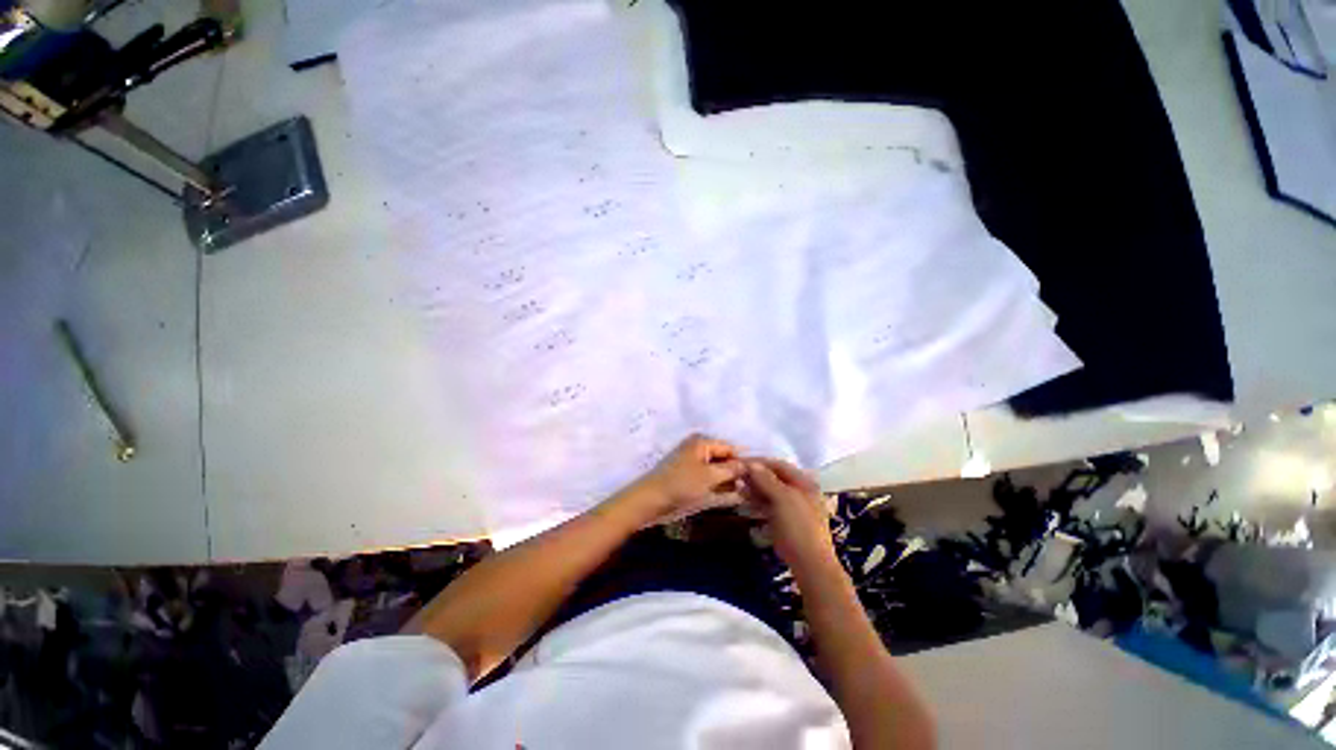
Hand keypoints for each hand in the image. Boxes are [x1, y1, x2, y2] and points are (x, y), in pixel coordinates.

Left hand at [626, 434, 746, 523]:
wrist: (650, 500)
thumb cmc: (681, 485)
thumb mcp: (710, 477)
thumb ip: (732, 470)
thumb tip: (751, 464)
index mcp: (702, 442)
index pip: (730, 448)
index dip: (744, 461)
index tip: (759, 477)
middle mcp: (698, 447)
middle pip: (724, 458)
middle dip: (736, 472)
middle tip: (753, 487)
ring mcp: (692, 461)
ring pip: (717, 469)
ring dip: (728, 480)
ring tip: (744, 493)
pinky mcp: (688, 475)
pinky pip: (708, 477)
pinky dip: (717, 484)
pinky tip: (728, 495)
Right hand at [743, 458, 836, 570]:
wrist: (810, 564)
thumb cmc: (798, 526)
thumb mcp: (782, 499)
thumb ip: (766, 480)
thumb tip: (751, 464)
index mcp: (804, 483)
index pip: (779, 465)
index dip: (760, 462)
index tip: (741, 462)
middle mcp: (799, 492)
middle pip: (774, 478)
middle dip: (755, 475)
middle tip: (736, 475)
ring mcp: (792, 508)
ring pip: (770, 492)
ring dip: (754, 488)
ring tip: (737, 487)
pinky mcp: (785, 521)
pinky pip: (770, 505)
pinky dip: (758, 501)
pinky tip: (745, 500)